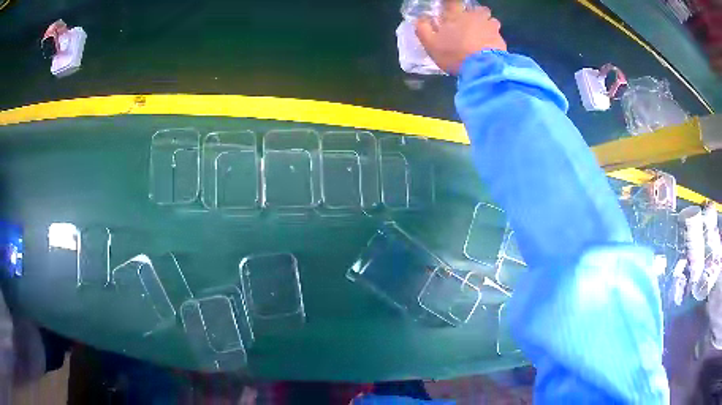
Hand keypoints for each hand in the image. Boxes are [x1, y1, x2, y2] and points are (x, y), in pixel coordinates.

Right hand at [415, 1, 505, 74]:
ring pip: (492, 21)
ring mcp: (491, 27)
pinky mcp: (502, 40)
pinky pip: (499, 36)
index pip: (453, 2)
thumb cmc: (454, 54)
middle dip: (477, 14)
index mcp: (456, 15)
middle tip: (472, 24)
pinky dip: (495, 40)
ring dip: (488, 26)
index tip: (452, 10)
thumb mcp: (431, 44)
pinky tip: (491, 49)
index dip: (452, 4)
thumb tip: (420, 19)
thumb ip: (423, 29)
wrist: (483, 69)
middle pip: (479, 9)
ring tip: (484, 37)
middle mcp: (475, 17)